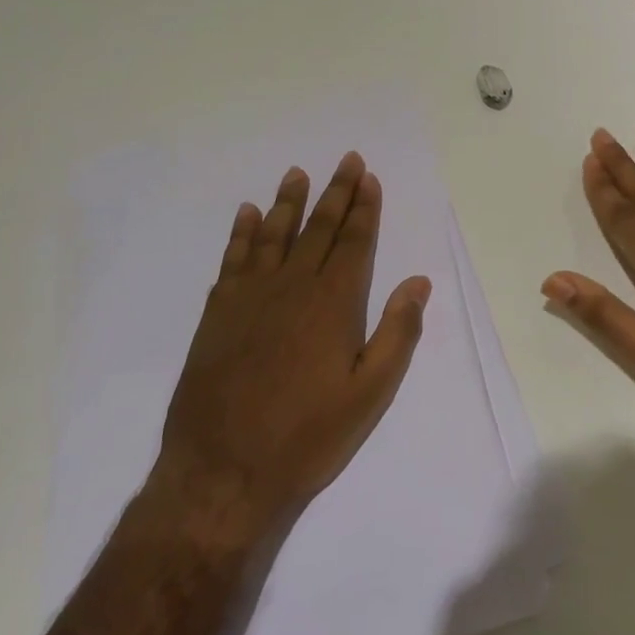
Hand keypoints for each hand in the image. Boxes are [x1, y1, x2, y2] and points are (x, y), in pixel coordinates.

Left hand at [147, 152, 431, 547]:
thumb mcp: (370, 394)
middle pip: (318, 229)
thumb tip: (418, 282)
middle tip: (346, 160)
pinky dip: (242, 233)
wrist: (222, 473)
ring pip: (273, 236)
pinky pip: (233, 260)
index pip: (355, 243)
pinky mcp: (217, 314)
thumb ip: (397, 333)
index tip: (369, 178)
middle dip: (336, 193)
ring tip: (297, 174)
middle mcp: (292, 288)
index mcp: (334, 304)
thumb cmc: (307, 437)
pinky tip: (247, 214)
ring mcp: (249, 298)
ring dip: (288, 202)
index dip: (364, 209)